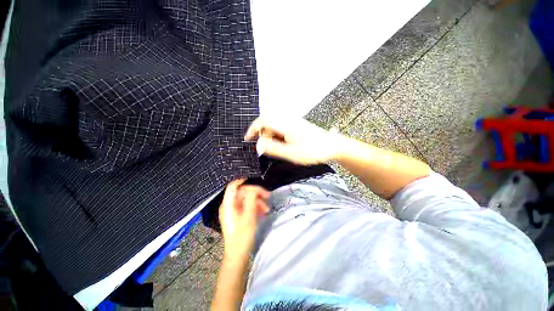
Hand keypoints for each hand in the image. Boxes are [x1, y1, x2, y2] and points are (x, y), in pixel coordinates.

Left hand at [219, 179, 269, 260]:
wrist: (237, 256)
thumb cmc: (242, 237)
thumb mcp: (249, 216)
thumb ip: (251, 200)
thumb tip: (254, 189)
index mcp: (228, 204)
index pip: (233, 186)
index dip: (242, 180)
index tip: (254, 179)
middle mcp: (229, 206)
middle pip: (243, 192)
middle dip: (256, 194)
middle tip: (268, 197)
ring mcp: (233, 211)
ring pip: (246, 200)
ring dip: (257, 202)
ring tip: (266, 209)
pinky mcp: (237, 217)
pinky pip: (246, 207)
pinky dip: (255, 208)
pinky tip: (262, 213)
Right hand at [244, 117, 339, 164]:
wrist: (332, 146)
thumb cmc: (313, 151)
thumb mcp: (291, 153)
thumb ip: (274, 148)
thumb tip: (258, 145)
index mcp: (285, 125)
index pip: (262, 121)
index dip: (253, 129)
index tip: (248, 140)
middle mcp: (288, 120)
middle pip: (268, 123)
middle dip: (263, 135)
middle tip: (264, 149)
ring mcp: (294, 122)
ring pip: (275, 126)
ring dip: (271, 136)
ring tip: (276, 149)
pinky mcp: (298, 125)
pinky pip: (282, 128)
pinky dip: (278, 136)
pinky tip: (284, 145)